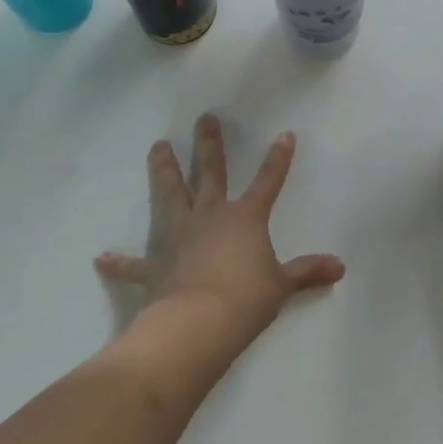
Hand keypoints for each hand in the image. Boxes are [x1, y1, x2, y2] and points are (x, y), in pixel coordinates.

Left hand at [95, 114, 345, 341]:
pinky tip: (102, 258)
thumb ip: (307, 272)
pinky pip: (134, 263)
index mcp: (244, 218)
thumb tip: (340, 267)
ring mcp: (178, 236)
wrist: (197, 325)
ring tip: (157, 146)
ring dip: (163, 171)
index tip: (285, 134)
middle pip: (210, 172)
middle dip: (209, 144)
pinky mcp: (155, 264)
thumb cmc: (245, 300)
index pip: (268, 181)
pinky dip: (119, 262)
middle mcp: (210, 216)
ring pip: (170, 194)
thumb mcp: (281, 286)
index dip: (278, 159)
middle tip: (204, 118)